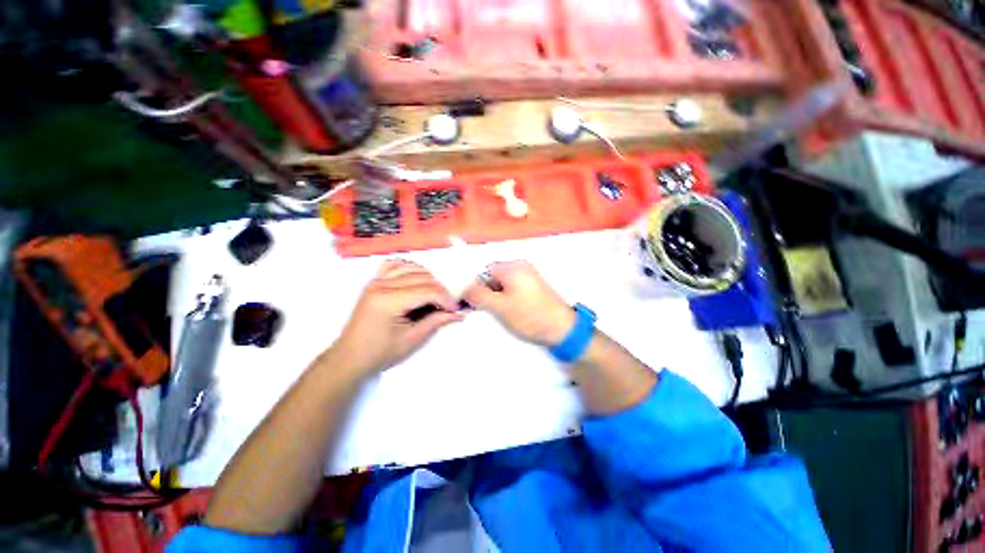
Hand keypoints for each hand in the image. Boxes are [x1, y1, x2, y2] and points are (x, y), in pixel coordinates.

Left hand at [330, 260, 461, 373]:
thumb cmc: (380, 353)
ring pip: (411, 267)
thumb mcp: (412, 339)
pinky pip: (394, 265)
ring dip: (427, 278)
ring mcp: (375, 281)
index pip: (427, 290)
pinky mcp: (373, 282)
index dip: (446, 299)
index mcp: (389, 301)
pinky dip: (408, 268)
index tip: (454, 310)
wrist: (350, 357)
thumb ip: (437, 321)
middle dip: (439, 290)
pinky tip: (415, 279)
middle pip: (422, 277)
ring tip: (433, 295)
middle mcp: (381, 285)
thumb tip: (459, 314)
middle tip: (446, 306)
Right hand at [463, 261, 574, 345]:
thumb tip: (464, 288)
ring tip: (500, 312)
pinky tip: (509, 311)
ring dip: (496, 296)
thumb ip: (478, 295)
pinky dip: (506, 298)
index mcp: (512, 267)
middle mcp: (521, 267)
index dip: (475, 285)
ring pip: (502, 284)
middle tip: (486, 309)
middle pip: (493, 276)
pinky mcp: (533, 287)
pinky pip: (512, 288)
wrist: (562, 328)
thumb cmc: (531, 316)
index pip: (484, 270)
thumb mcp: (499, 307)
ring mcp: (529, 276)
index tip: (471, 302)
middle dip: (486, 292)